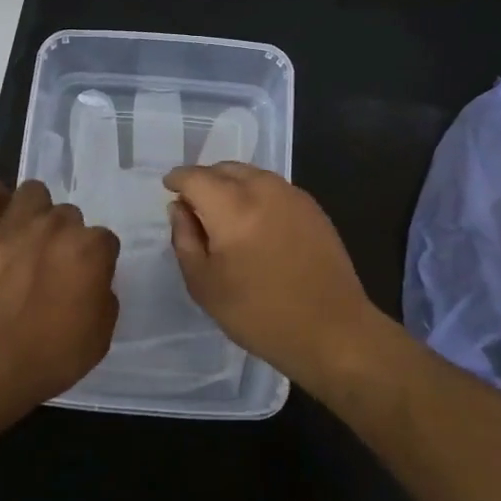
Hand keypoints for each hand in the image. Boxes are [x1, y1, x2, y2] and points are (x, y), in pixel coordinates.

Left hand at [0, 177, 120, 408]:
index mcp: (90, 250)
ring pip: (33, 193)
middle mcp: (55, 226)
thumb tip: (93, 282)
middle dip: (66, 239)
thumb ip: (103, 299)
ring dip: (35, 213)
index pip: (105, 240)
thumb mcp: (99, 338)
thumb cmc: (49, 358)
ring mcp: (13, 225)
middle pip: (69, 216)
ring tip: (26, 240)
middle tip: (53, 270)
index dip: (96, 263)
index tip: (85, 284)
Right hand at [165, 162, 377, 378]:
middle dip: (204, 180)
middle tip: (194, 205)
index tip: (168, 188)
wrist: (332, 331)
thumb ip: (185, 239)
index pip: (195, 177)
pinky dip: (256, 194)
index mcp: (232, 207)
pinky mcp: (313, 208)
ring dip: (231, 185)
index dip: (177, 179)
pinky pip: (274, 188)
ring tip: (223, 214)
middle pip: (225, 169)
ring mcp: (293, 195)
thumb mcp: (205, 285)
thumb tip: (179, 208)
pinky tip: (255, 223)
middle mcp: (263, 189)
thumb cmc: (259, 314)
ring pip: (251, 175)